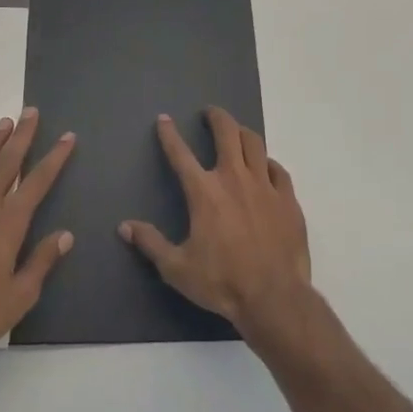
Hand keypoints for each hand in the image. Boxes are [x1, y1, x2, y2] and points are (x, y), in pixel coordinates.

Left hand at [0, 110, 75, 360]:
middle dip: (21, 136)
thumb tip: (65, 235)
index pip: (37, 182)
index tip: (67, 137)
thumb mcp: (19, 296)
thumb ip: (42, 262)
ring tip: (2, 123)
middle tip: (30, 112)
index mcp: (8, 224)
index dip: (54, 158)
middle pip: (6, 164)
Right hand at [120, 107, 312, 336]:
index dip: (169, 134)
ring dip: (243, 133)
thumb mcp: (177, 268)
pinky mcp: (288, 199)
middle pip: (227, 133)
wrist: (274, 297)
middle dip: (216, 117)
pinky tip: (265, 167)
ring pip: (255, 144)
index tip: (164, 119)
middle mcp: (234, 179)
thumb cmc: (222, 282)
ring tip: (237, 132)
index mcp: (204, 192)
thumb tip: (124, 226)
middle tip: (210, 113)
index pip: (181, 154)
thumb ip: (151, 243)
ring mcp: (265, 186)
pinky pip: (278, 170)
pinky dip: (268, 163)